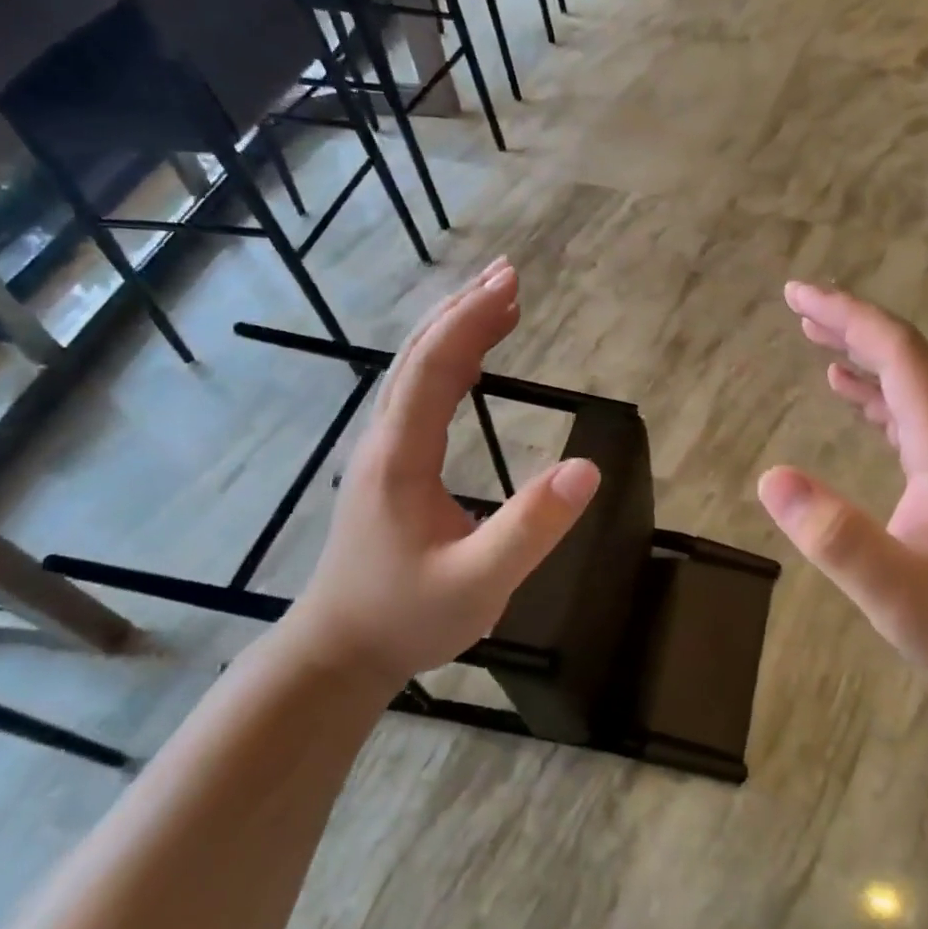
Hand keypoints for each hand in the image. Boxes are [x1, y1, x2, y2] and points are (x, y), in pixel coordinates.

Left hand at [289, 259, 600, 681]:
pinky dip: (448, 361)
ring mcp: (383, 451)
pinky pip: (419, 394)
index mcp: (401, 455)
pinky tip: (471, 362)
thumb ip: (532, 527)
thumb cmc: (407, 618)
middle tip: (509, 275)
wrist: (339, 653)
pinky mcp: (391, 466)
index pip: (435, 368)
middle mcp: (385, 440)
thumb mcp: (479, 582)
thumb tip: (588, 468)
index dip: (473, 321)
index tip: (512, 284)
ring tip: (497, 301)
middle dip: (464, 310)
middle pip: (419, 355)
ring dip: (454, 329)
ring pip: (414, 371)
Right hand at [756, 282, 927, 706]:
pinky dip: (873, 389)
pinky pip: (907, 411)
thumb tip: (771, 478)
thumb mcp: (898, 592)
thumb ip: (837, 539)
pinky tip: (847, 392)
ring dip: (861, 350)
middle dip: (850, 322)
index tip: (798, 295)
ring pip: (907, 381)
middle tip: (797, 304)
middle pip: (904, 356)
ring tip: (813, 334)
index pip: (898, 355)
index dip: (848, 317)